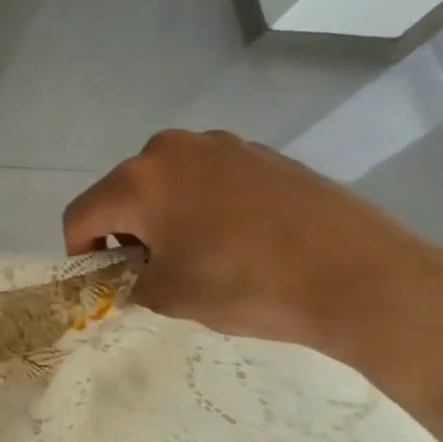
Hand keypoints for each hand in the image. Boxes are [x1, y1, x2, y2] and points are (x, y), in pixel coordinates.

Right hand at [62, 130, 442, 374]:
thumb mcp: (170, 296)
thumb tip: (134, 274)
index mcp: (138, 180)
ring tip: (199, 251)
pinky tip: (238, 237)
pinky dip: (204, 203)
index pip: (80, 215)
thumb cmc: (249, 286)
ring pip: (166, 181)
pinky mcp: (260, 152)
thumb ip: (131, 282)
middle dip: (125, 229)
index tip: (102, 278)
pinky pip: (208, 177)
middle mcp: (170, 149)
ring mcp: (220, 145)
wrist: (362, 276)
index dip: (80, 251)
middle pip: (122, 191)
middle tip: (151, 268)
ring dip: (165, 213)